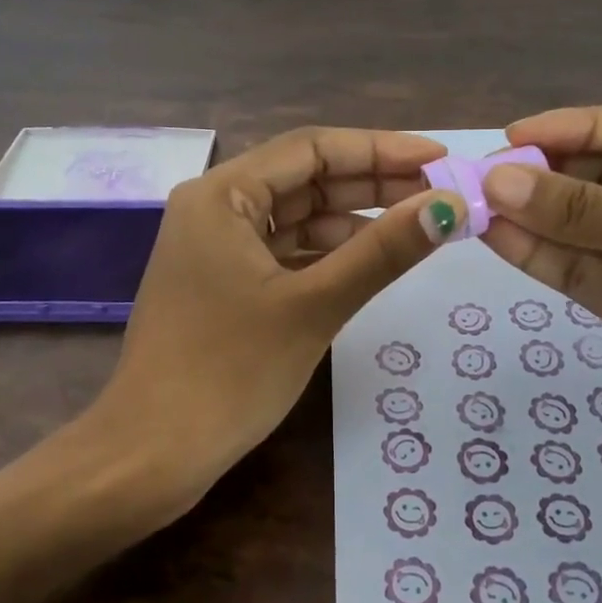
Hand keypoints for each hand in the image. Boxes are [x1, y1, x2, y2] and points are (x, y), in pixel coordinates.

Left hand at [95, 126, 464, 520]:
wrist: (152, 454)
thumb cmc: (229, 373)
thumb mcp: (314, 306)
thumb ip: (383, 251)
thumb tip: (449, 206)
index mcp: (222, 195)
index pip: (311, 149)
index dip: (379, 148)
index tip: (438, 158)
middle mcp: (214, 208)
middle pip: (305, 180)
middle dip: (372, 184)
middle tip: (438, 193)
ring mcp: (216, 248)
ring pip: (297, 218)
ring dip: (354, 221)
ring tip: (417, 225)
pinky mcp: (223, 284)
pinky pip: (285, 252)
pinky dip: (327, 254)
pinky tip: (371, 261)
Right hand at [478, 103, 601, 496]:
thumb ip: (588, 213)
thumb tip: (500, 182)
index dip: (578, 126)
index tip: (515, 137)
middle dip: (549, 174)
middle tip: (488, 178)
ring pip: (583, 227)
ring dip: (534, 216)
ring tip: (477, 206)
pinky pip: (579, 271)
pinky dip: (539, 256)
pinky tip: (497, 239)